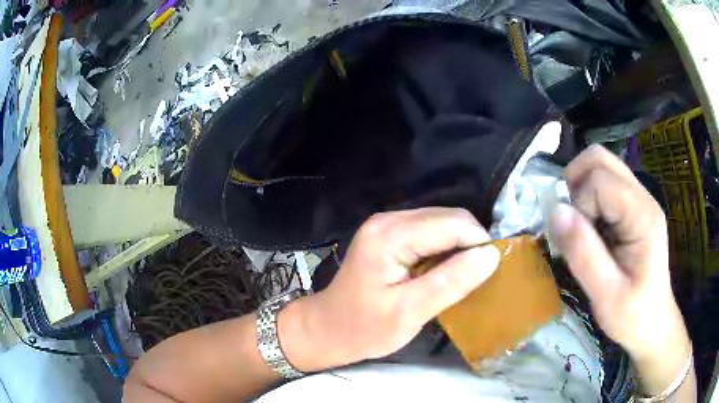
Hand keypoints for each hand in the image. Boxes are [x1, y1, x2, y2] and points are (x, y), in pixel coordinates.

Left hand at [281, 208, 500, 370]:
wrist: (327, 329)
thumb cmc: (363, 328)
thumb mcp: (409, 312)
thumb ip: (451, 282)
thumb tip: (491, 255)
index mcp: (390, 235)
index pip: (452, 224)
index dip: (478, 243)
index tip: (493, 271)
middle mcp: (389, 220)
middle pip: (448, 217)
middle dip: (471, 243)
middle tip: (481, 276)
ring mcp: (387, 225)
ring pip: (442, 222)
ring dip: (460, 246)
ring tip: (466, 276)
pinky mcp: (389, 235)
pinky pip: (430, 232)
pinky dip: (445, 248)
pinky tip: (446, 271)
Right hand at [549, 145, 691, 394]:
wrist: (653, 324)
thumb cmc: (632, 316)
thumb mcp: (605, 295)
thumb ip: (583, 253)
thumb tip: (555, 211)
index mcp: (642, 216)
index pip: (599, 180)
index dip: (578, 203)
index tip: (573, 238)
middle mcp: (643, 197)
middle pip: (600, 158)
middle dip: (574, 182)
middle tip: (566, 219)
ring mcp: (639, 200)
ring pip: (601, 166)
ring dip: (580, 189)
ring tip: (576, 225)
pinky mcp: (634, 209)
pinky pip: (605, 184)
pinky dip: (588, 198)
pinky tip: (589, 228)